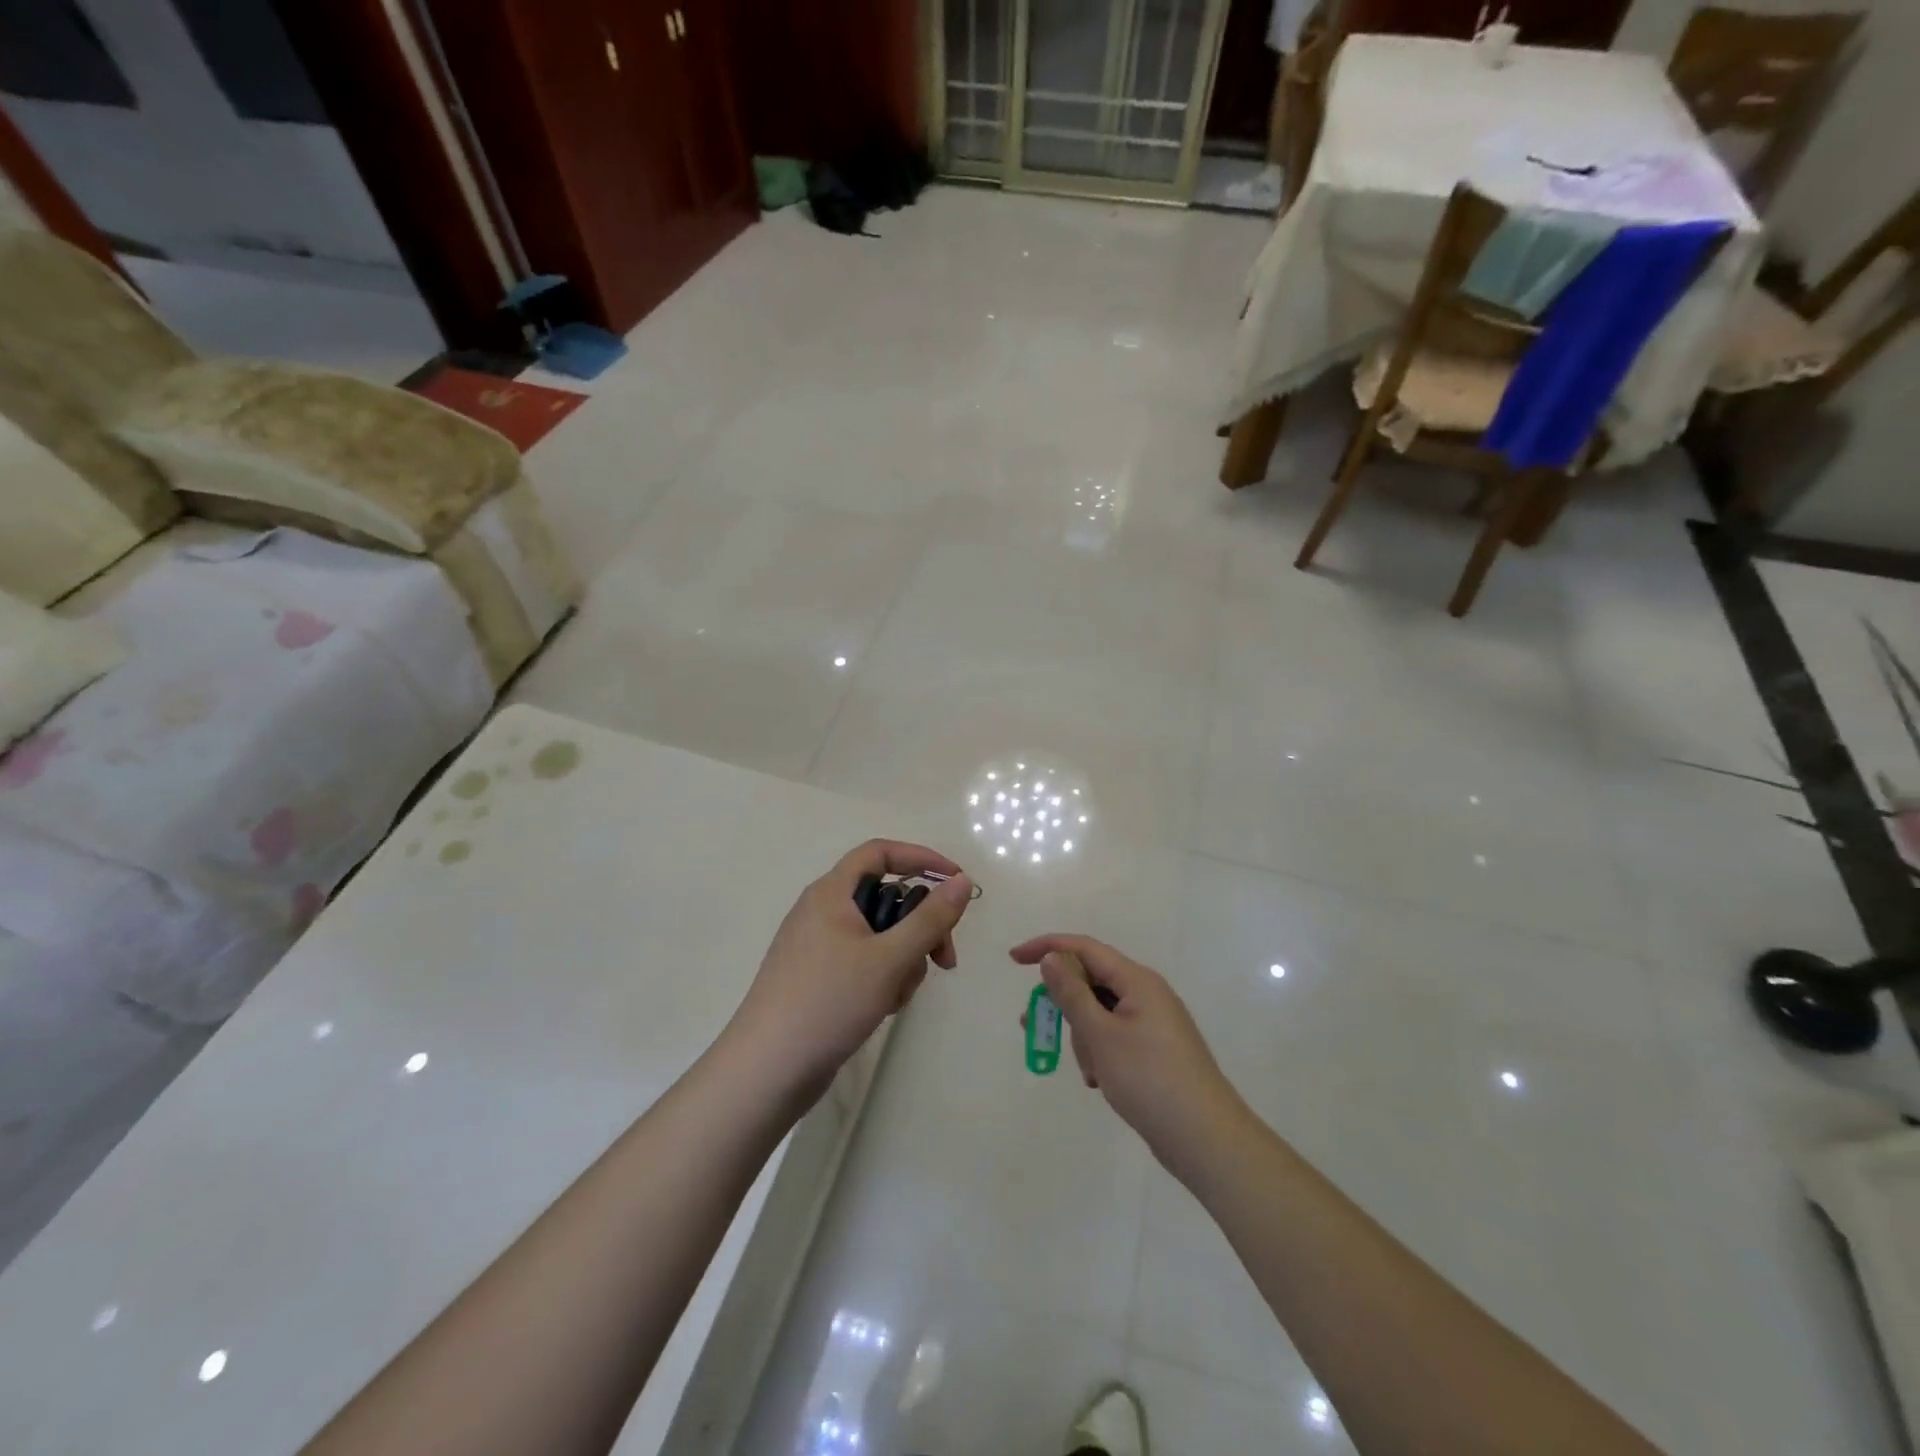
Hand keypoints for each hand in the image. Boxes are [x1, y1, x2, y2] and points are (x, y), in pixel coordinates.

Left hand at [731, 841, 973, 1097]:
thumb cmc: (828, 1002)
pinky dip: (882, 977)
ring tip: (897, 995)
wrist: (767, 1071)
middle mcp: (822, 911)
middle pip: (886, 898)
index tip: (957, 882)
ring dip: (903, 959)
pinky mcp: (818, 977)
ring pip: (879, 935)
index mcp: (831, 892)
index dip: (921, 858)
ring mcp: (817, 946)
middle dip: (920, 926)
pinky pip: (863, 961)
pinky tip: (882, 1007)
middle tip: (945, 960)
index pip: (881, 852)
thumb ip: (930, 918)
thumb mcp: (890, 958)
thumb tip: (962, 882)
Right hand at [1011, 935, 1246, 1183]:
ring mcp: (1154, 1023)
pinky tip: (1099, 1081)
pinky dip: (1100, 1052)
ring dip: (1082, 1035)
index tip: (1013, 959)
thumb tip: (1052, 957)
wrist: (1206, 1139)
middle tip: (1032, 1026)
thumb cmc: (1149, 1080)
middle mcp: (1147, 994)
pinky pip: (1115, 1036)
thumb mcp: (1100, 1035)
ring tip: (1088, 1072)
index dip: (1046, 947)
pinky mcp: (1156, 1051)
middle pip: (1091, 982)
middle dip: (1062, 1003)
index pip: (1084, 948)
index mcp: (1137, 980)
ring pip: (1101, 1013)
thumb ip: (1072, 993)